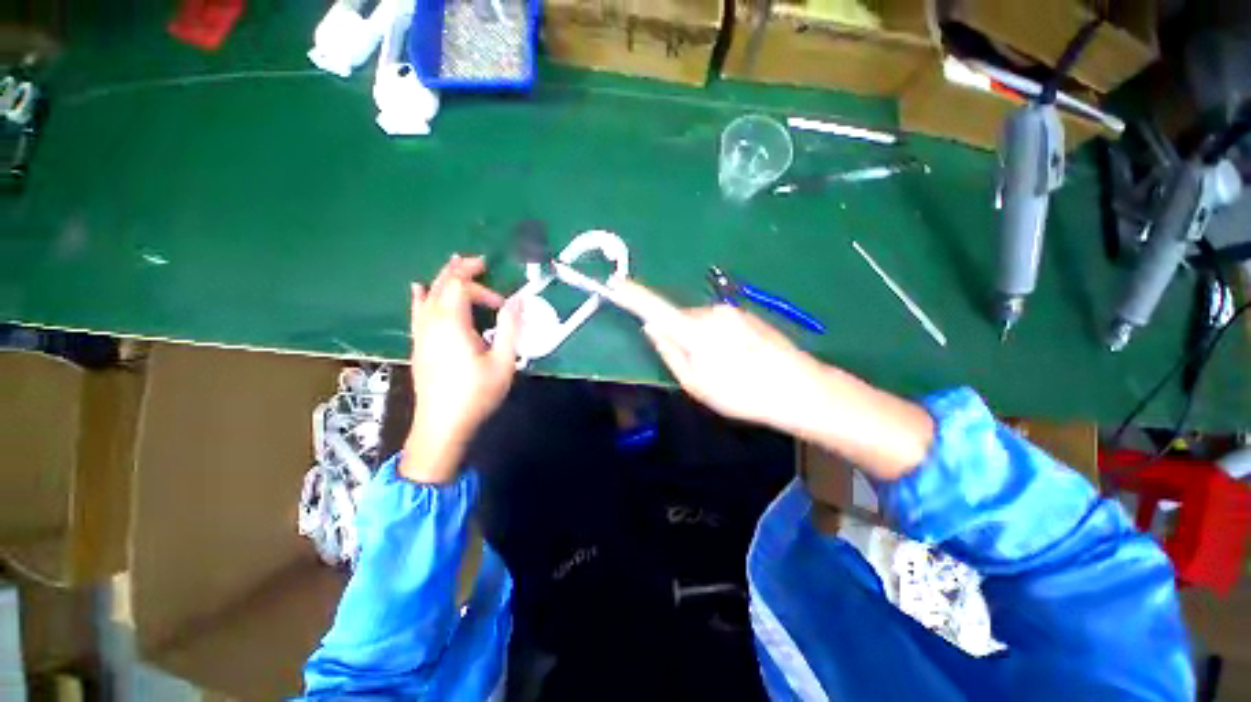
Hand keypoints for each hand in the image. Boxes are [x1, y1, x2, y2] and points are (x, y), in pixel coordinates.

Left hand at [403, 254, 520, 482]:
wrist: (441, 425)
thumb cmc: (476, 394)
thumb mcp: (503, 362)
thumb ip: (510, 328)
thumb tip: (517, 300)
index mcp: (452, 324)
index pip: (461, 288)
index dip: (482, 287)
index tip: (502, 304)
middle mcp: (431, 323)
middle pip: (442, 285)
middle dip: (460, 269)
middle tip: (479, 262)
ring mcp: (421, 334)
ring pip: (429, 295)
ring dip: (443, 278)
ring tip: (455, 264)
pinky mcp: (419, 345)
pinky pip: (417, 312)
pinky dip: (420, 297)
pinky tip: (418, 289)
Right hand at [616, 280, 825, 432]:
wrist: (799, 388)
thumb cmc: (742, 393)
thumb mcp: (696, 383)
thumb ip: (669, 353)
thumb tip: (651, 328)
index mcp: (696, 330)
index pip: (655, 307)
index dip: (633, 295)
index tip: (615, 283)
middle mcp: (712, 312)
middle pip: (680, 318)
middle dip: (678, 336)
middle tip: (697, 368)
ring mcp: (732, 311)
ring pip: (700, 322)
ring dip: (699, 340)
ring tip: (723, 368)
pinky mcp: (747, 315)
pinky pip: (718, 323)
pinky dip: (716, 338)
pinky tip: (737, 360)